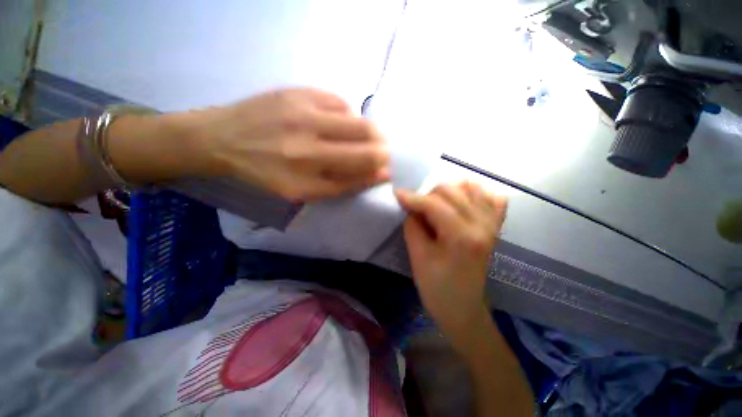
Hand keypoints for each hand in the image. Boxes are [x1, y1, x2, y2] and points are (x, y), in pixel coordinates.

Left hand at [185, 88, 389, 200]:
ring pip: (358, 118)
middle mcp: (308, 140)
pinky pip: (340, 102)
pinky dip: (347, 116)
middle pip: (368, 136)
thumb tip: (380, 173)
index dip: (381, 167)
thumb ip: (345, 185)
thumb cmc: (265, 173)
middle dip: (381, 146)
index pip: (363, 166)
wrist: (221, 139)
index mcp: (308, 172)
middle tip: (378, 152)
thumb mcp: (304, 192)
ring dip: (366, 132)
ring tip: (353, 139)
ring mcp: (303, 110)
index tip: (385, 169)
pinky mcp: (298, 91)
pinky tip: (336, 124)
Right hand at [395, 182, 507, 345]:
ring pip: (472, 187)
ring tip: (436, 205)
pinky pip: (492, 198)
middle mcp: (482, 224)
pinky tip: (462, 203)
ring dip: (450, 191)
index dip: (412, 197)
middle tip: (417, 210)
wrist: (463, 309)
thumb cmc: (437, 288)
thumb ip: (413, 226)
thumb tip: (412, 207)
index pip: (434, 204)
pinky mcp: (495, 228)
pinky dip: (476, 194)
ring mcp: (492, 225)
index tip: (396, 194)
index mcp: (462, 236)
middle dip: (428, 195)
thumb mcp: (417, 257)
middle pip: (452, 190)